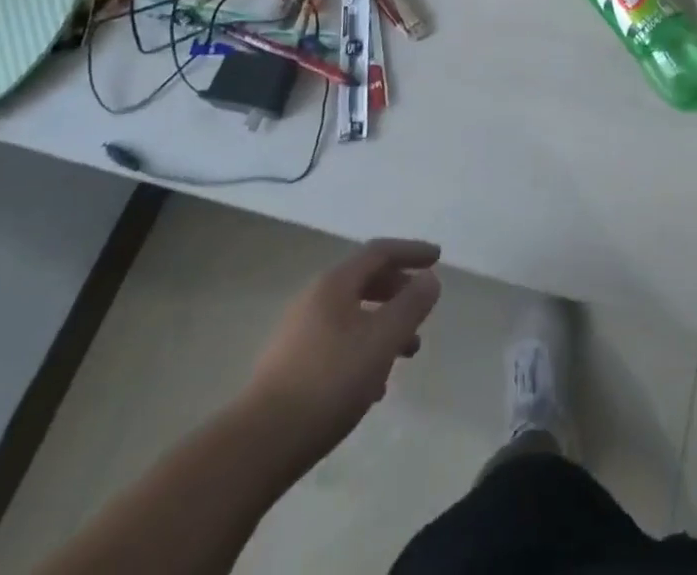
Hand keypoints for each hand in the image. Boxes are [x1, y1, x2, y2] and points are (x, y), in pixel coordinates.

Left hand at [240, 238, 442, 462]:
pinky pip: (337, 343)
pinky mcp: (289, 367)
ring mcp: (298, 334)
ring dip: (383, 325)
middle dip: (398, 291)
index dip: (411, 251)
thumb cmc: (329, 382)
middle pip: (364, 281)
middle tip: (422, 309)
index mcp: (334, 284)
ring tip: (406, 354)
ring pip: (352, 316)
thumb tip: (430, 278)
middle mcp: (314, 300)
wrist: (258, 446)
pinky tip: (373, 386)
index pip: (379, 252)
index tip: (438, 258)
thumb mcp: (381, 341)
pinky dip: (363, 349)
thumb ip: (410, 306)